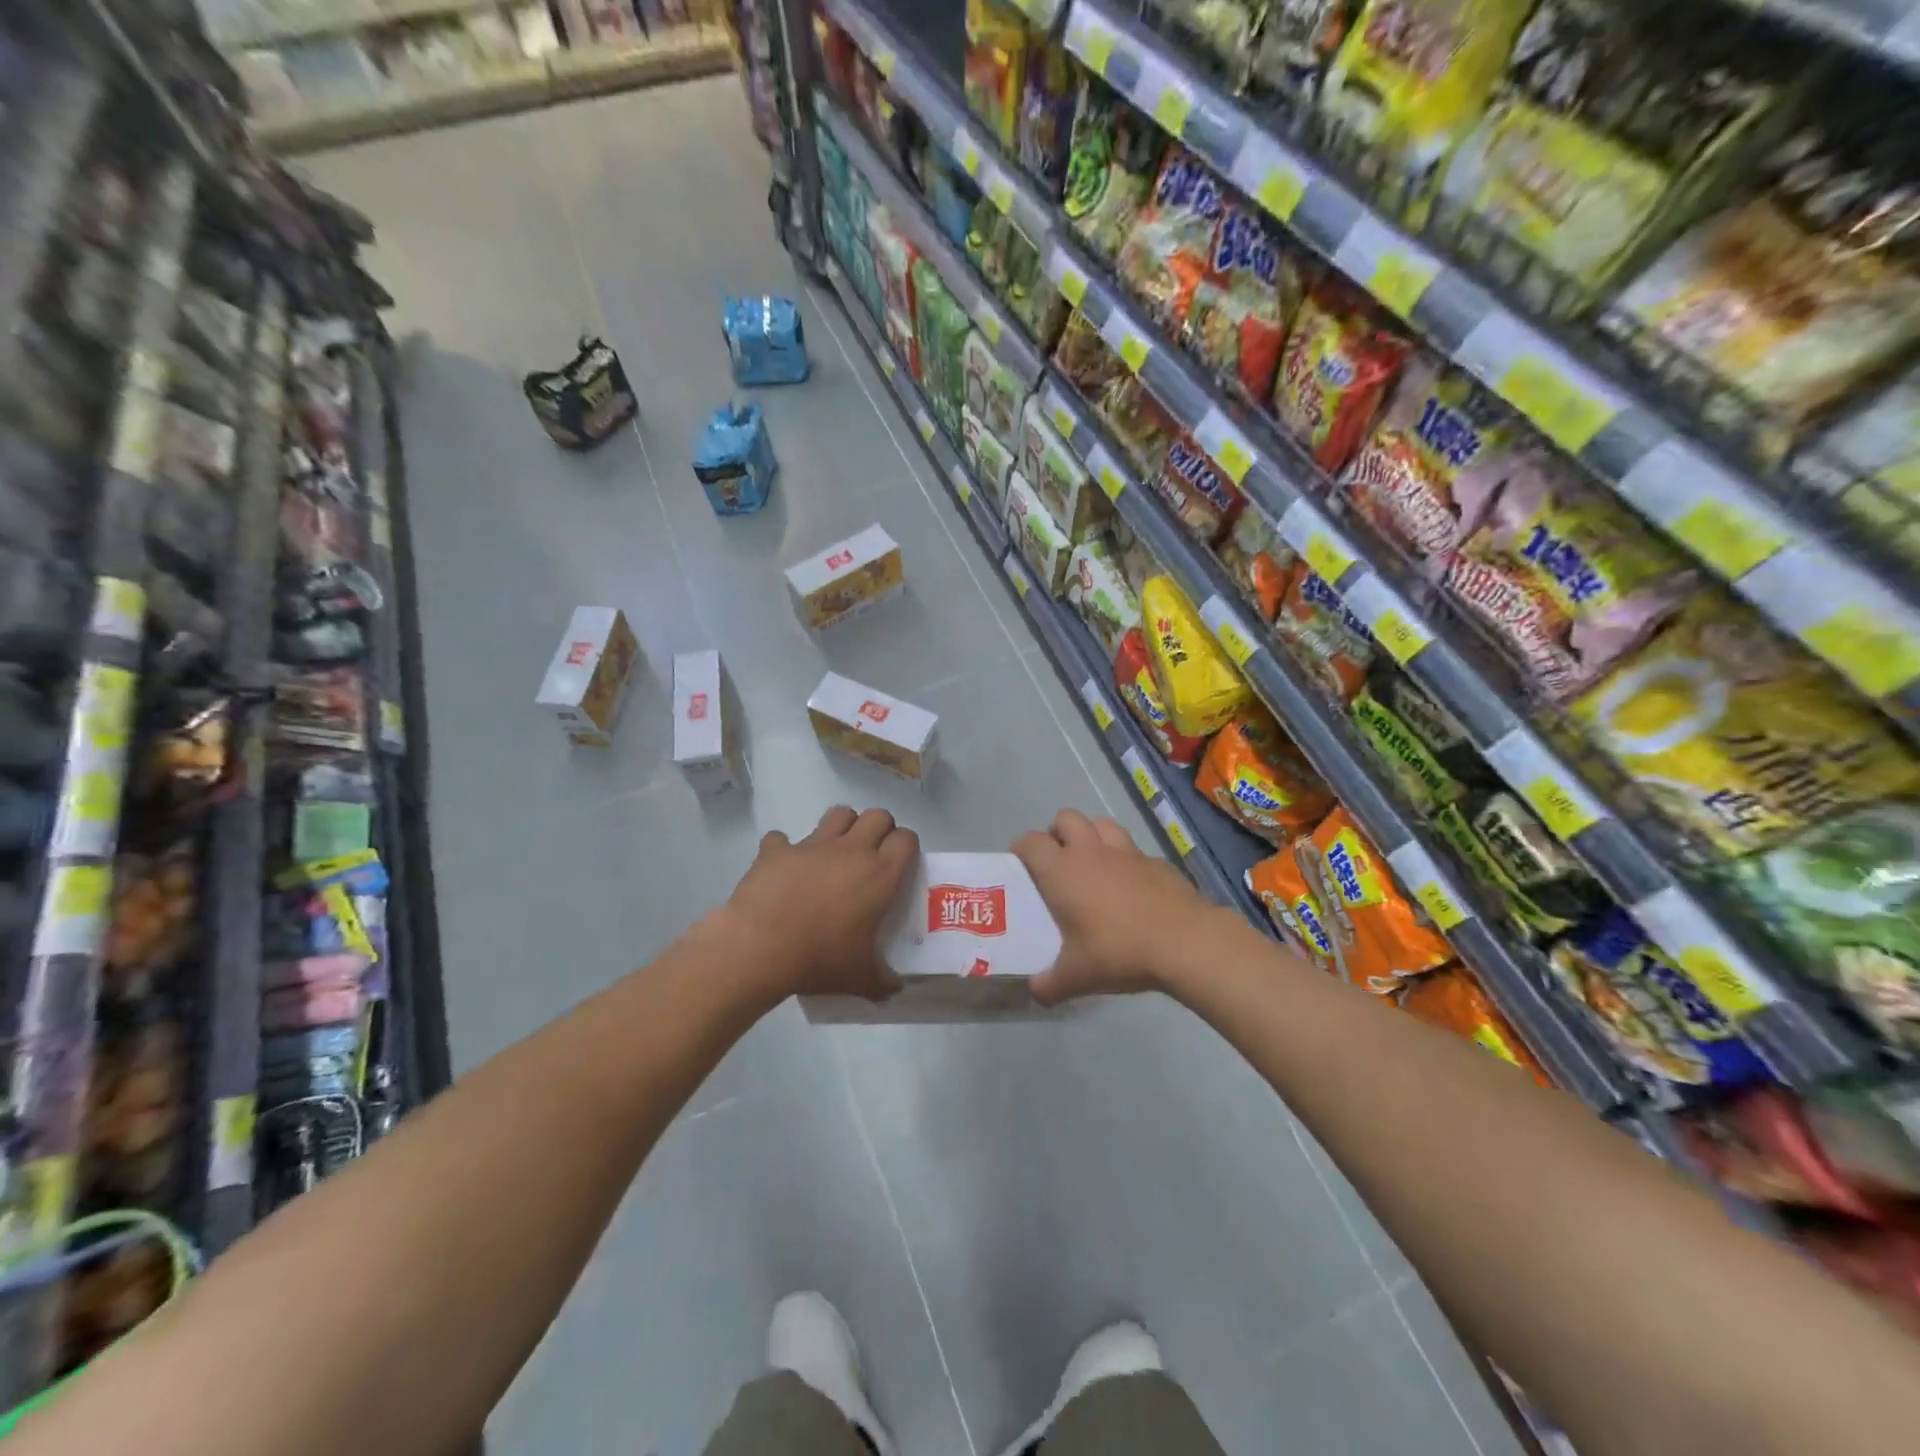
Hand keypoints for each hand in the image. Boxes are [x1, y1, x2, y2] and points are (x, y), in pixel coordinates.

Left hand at [720, 806, 917, 1003]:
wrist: (760, 949)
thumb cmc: (820, 960)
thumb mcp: (860, 978)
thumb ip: (882, 982)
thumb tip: (895, 990)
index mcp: (879, 875)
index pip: (907, 839)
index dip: (906, 846)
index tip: (900, 864)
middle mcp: (851, 851)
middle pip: (877, 815)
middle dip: (879, 829)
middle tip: (871, 855)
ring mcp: (812, 845)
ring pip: (838, 814)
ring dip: (841, 827)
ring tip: (834, 852)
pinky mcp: (777, 850)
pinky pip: (781, 839)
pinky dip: (783, 849)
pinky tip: (782, 869)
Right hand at [1013, 808, 1216, 1005]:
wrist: (1185, 943)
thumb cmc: (1119, 952)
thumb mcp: (1076, 977)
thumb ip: (1049, 984)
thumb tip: (1036, 992)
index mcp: (1062, 871)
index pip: (1031, 842)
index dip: (1021, 849)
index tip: (1020, 866)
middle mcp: (1091, 852)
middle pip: (1066, 818)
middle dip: (1057, 833)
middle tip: (1057, 862)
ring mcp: (1128, 853)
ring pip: (1102, 824)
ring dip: (1092, 836)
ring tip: (1092, 864)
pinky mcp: (1158, 862)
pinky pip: (1135, 850)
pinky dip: (1127, 861)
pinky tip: (1132, 887)